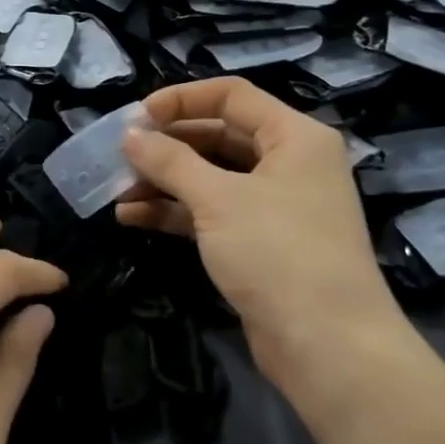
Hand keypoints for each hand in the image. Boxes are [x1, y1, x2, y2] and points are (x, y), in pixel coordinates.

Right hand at [117, 78, 410, 389]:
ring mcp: (274, 204)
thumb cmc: (278, 253)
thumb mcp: (218, 199)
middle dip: (166, 145)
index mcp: (294, 136)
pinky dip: (173, 211)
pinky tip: (132, 217)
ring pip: (210, 176)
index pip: (231, 96)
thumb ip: (170, 161)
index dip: (180, 99)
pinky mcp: (259, 241)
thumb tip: (130, 134)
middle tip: (119, 155)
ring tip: (117, 190)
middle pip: (217, 135)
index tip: (135, 117)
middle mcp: (288, 162)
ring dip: (163, 180)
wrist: (328, 347)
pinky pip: (210, 212)